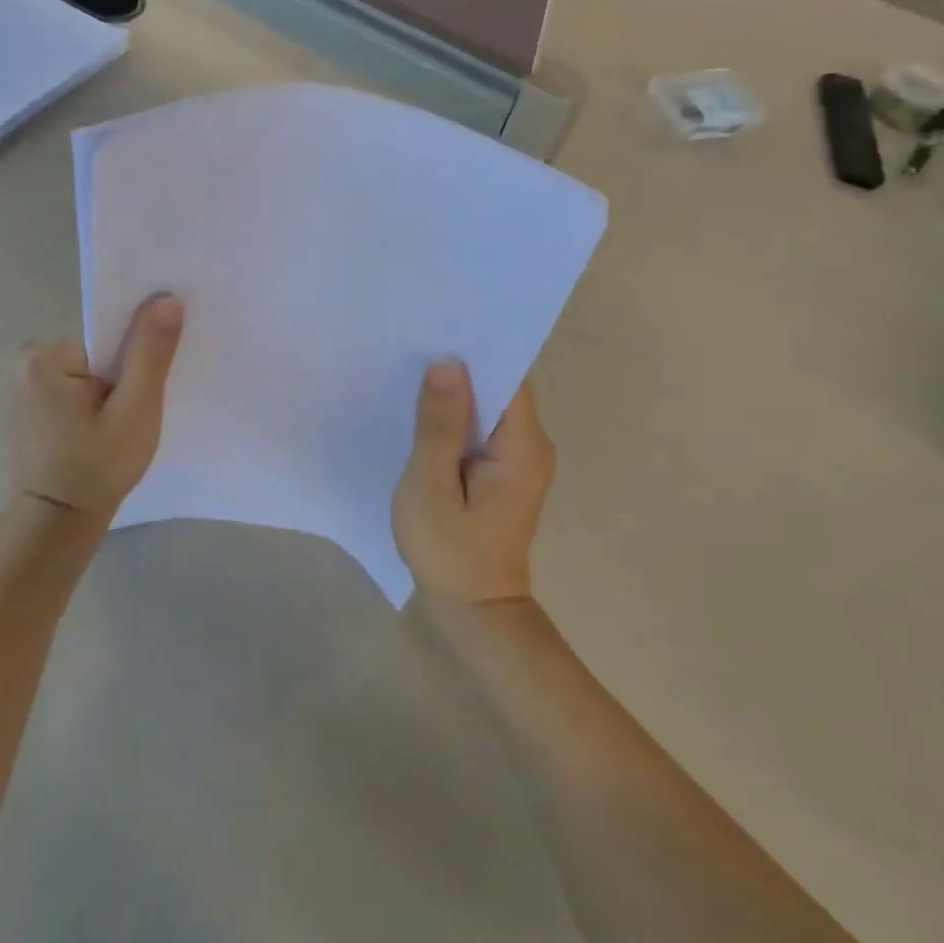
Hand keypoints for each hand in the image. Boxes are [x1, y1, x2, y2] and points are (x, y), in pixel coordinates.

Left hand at [15, 295, 183, 521]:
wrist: (57, 521)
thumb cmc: (98, 466)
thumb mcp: (136, 409)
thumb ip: (151, 353)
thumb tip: (167, 298)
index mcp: (47, 355)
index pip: (106, 327)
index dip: (138, 339)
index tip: (164, 356)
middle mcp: (28, 357)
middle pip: (97, 343)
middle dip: (125, 363)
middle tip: (149, 393)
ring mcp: (25, 379)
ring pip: (89, 362)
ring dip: (113, 379)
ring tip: (130, 410)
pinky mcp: (32, 398)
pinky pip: (76, 379)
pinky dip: (97, 392)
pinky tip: (110, 417)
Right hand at [392, 360, 554, 606]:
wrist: (474, 611)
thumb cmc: (449, 550)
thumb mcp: (431, 484)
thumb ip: (438, 425)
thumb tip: (447, 363)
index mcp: (523, 446)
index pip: (508, 378)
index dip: (475, 353)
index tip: (437, 330)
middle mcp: (531, 446)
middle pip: (499, 389)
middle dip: (461, 370)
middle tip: (414, 345)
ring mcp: (519, 460)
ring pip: (488, 409)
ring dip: (456, 395)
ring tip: (412, 371)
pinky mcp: (502, 472)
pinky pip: (481, 430)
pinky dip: (456, 419)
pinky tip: (423, 413)